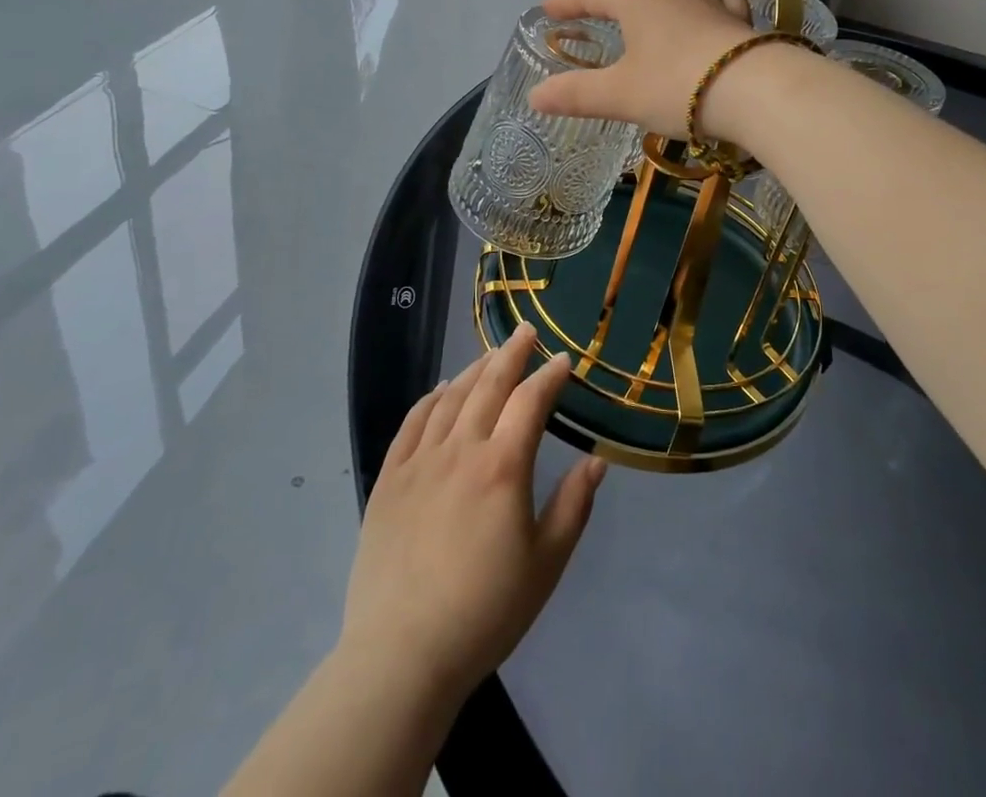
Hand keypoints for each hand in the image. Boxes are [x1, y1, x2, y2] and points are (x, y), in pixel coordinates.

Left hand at [340, 325, 606, 712]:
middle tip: (526, 332)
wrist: (402, 654)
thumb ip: (573, 506)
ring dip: (473, 369)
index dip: (548, 375)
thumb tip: (596, 460)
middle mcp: (460, 449)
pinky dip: (430, 398)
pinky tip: (440, 390)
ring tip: (490, 355)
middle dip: (511, 354)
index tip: (562, 359)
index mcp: (502, 466)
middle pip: (488, 385)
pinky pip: (412, 423)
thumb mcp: (546, 563)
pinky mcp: (389, 479)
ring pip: (450, 397)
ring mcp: (419, 461)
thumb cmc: (485, 611)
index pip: (529, 401)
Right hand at [528, 0, 758, 138]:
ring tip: (659, 0)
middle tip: (593, 7)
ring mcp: (712, 1)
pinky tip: (712, 15)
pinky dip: (711, 2)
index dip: (568, 1)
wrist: (756, 92)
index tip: (549, 10)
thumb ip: (576, 94)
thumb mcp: (619, 96)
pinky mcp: (742, 20)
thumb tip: (535, 96)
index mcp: (637, 0)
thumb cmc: (677, 87)